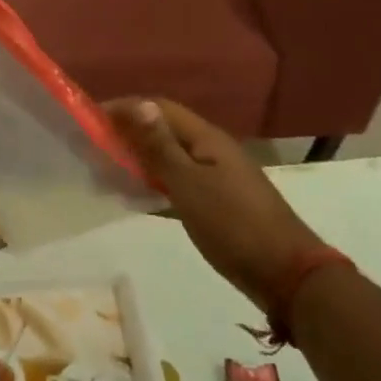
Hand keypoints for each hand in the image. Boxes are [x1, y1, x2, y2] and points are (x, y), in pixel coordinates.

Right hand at [106, 98, 325, 305]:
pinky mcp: (220, 203)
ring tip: (109, 170)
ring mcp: (218, 177)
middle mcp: (212, 150)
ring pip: (170, 157)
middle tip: (95, 146)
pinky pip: (179, 182)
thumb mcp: (189, 185)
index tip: (92, 119)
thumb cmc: (234, 225)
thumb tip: (137, 103)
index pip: (159, 108)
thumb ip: (160, 146)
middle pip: (164, 130)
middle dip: (129, 133)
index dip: (125, 108)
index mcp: (206, 138)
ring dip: (140, 159)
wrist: (288, 276)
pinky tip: (138, 197)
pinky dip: (155, 183)